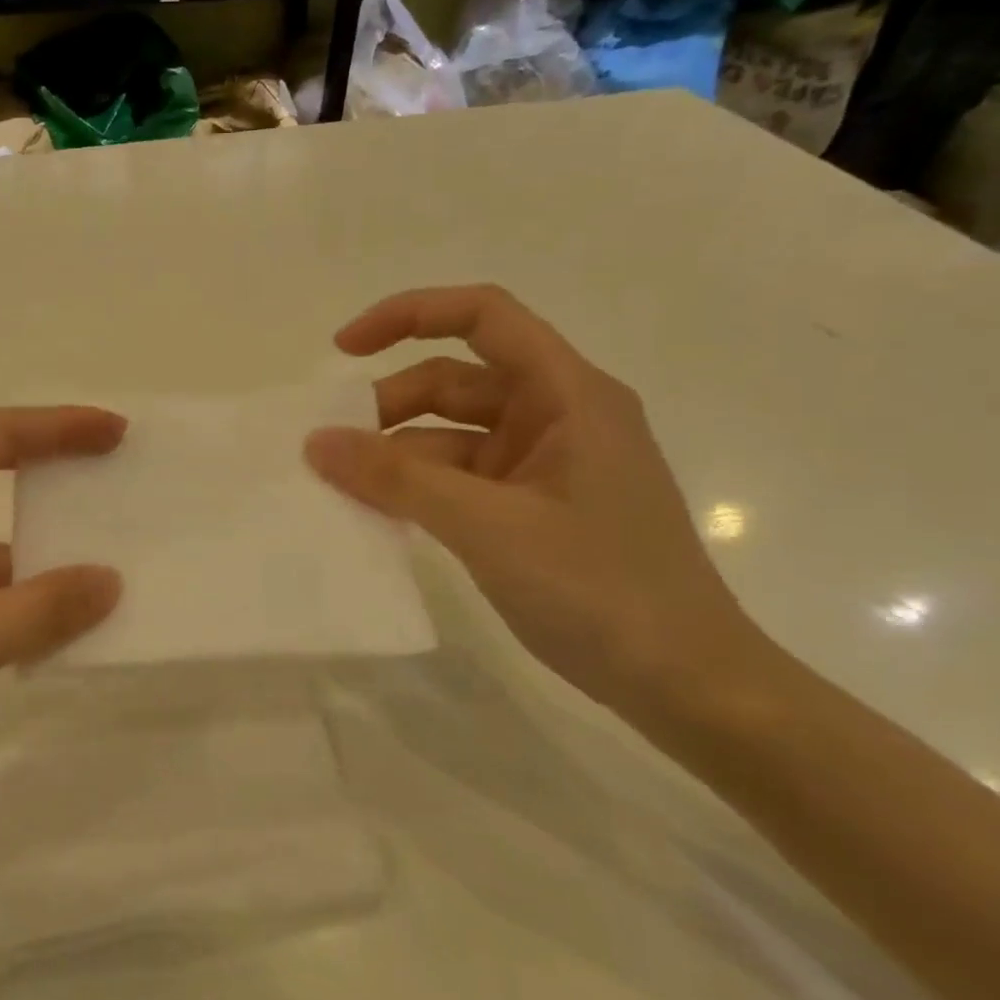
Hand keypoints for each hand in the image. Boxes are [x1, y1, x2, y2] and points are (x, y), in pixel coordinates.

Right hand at [304, 285, 754, 716]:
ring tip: (342, 488)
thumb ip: (397, 479)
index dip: (409, 315)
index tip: (342, 352)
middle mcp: (557, 417)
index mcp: (568, 394)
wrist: (684, 684)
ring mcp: (544, 466)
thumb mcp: (487, 526)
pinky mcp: (531, 508)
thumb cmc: (600, 589)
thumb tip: (316, 443)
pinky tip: (379, 513)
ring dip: (396, 454)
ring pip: (451, 435)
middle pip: (456, 381)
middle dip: (389, 405)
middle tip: (331, 449)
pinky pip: (458, 479)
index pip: (484, 316)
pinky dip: (416, 489)